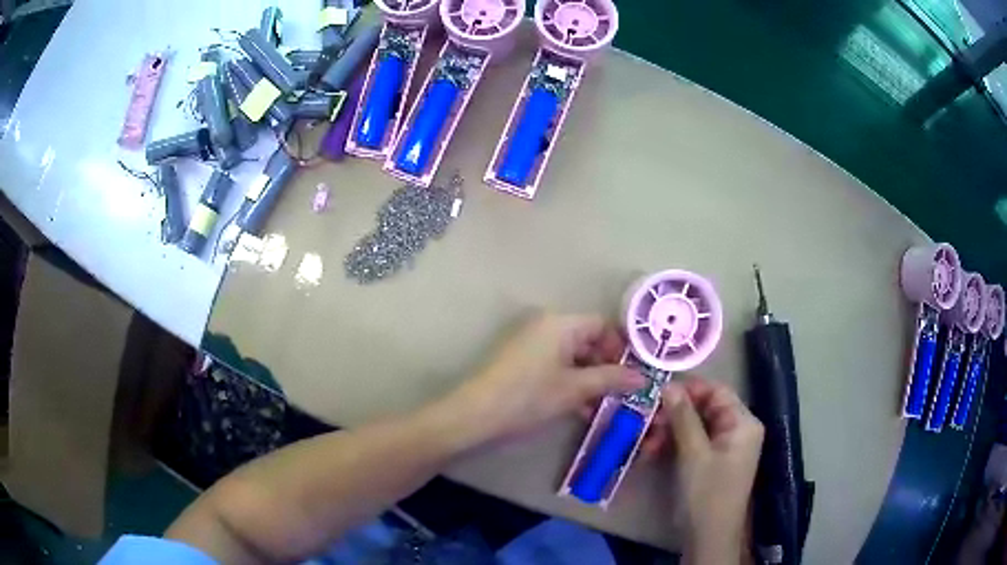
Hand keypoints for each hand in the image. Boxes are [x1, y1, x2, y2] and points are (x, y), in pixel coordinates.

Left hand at [445, 314, 644, 444]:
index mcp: (561, 323)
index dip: (621, 348)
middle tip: (621, 393)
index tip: (633, 374)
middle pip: (588, 340)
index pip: (602, 325)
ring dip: (589, 378)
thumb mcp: (575, 389)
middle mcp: (546, 325)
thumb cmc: (529, 396)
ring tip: (601, 406)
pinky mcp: (521, 361)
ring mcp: (531, 343)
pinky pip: (555, 365)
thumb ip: (611, 379)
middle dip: (605, 367)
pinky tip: (579, 408)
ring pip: (572, 356)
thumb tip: (642, 377)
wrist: (475, 414)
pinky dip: (569, 382)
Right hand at [643, 377, 763, 564]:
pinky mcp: (712, 461)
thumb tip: (669, 385)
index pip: (717, 391)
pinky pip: (692, 442)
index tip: (658, 392)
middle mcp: (737, 430)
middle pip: (704, 409)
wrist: (708, 535)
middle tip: (648, 421)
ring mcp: (724, 447)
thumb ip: (683, 417)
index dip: (689, 389)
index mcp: (743, 422)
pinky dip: (673, 444)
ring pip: (695, 426)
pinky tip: (652, 452)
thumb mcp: (693, 453)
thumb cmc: (706, 492)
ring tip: (646, 442)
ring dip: (669, 431)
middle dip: (674, 414)